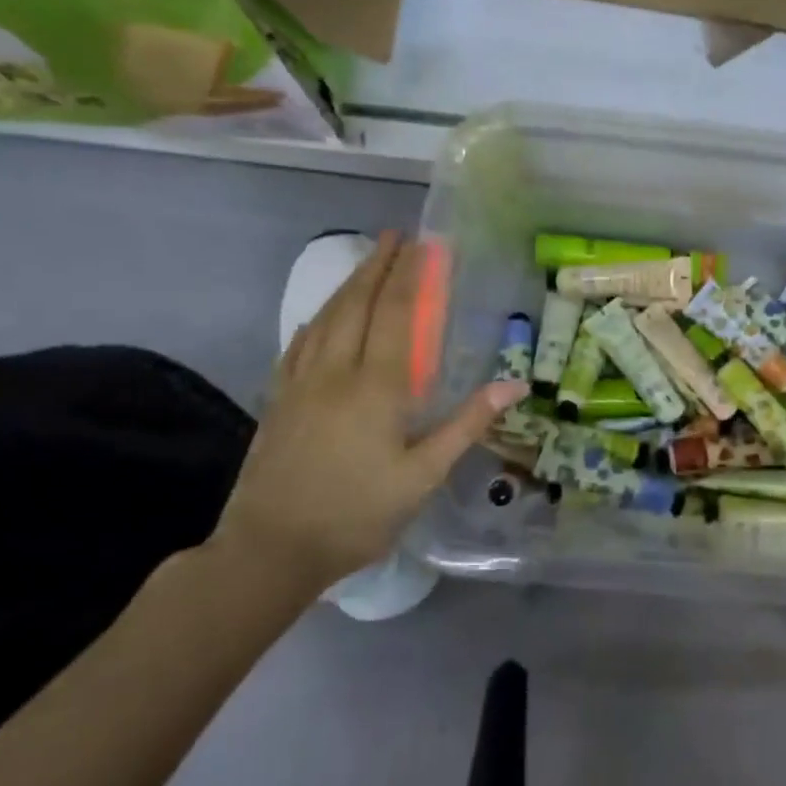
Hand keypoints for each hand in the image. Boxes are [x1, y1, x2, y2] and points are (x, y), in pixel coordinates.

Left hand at [215, 232, 526, 592]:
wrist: (270, 550)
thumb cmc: (357, 514)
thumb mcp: (423, 476)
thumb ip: (466, 424)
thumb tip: (515, 384)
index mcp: (376, 387)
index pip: (397, 315)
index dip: (411, 276)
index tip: (423, 245)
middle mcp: (336, 372)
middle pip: (357, 305)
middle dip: (378, 266)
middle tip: (394, 235)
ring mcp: (300, 384)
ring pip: (326, 319)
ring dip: (348, 284)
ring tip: (366, 260)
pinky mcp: (278, 400)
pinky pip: (299, 344)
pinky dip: (317, 318)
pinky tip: (321, 316)